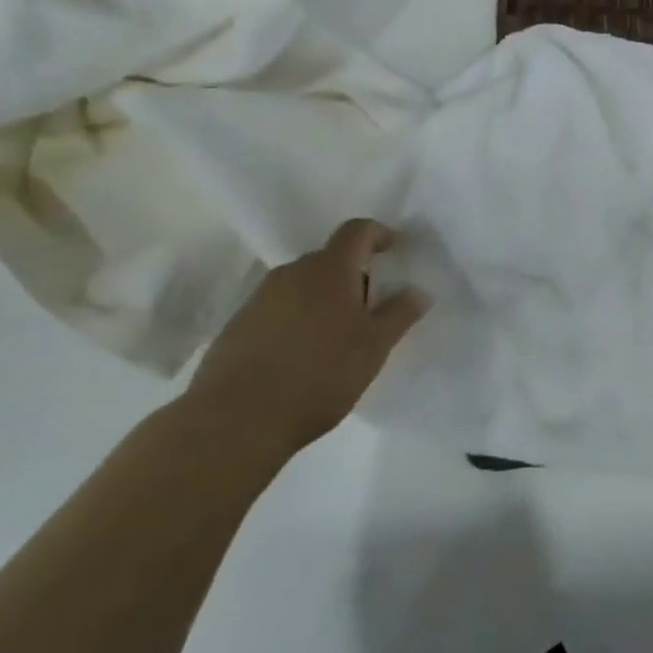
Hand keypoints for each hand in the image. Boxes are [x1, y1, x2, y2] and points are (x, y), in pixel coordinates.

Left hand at [182, 219, 427, 459]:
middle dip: (352, 276)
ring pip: (301, 286)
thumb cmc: (318, 375)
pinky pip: (276, 311)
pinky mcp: (235, 327)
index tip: (393, 251)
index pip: (357, 230)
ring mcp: (259, 299)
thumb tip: (418, 291)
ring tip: (333, 339)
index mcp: (330, 268)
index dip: (378, 234)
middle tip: (368, 310)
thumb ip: (399, 314)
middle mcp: (292, 272)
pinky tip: (299, 359)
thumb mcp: (373, 347)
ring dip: (321, 300)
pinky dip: (294, 322)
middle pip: (329, 259)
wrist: (234, 421)